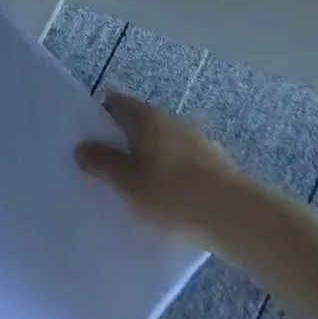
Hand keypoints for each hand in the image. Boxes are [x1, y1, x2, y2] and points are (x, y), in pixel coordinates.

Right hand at [75, 92, 241, 238]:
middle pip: (139, 122)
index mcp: (147, 117)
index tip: (89, 140)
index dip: (99, 116)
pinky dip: (170, 172)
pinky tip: (168, 198)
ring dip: (148, 157)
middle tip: (108, 168)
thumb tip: (82, 147)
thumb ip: (102, 163)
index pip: (116, 102)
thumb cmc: (172, 194)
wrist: (235, 217)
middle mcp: (172, 120)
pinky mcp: (214, 162)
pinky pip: (181, 160)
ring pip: (162, 142)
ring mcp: (196, 139)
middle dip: (123, 140)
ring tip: (137, 187)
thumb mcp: (127, 182)